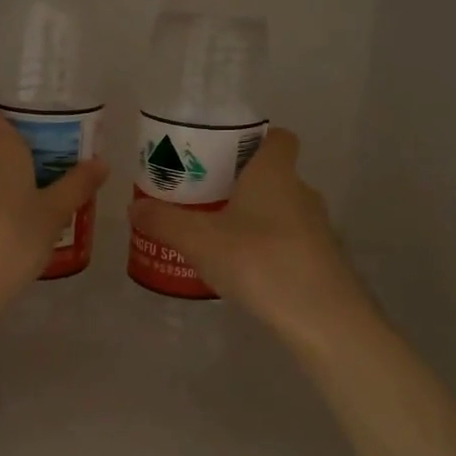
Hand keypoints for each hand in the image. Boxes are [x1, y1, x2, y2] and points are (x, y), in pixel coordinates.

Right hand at [128, 129, 372, 349]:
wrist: (321, 317)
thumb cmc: (259, 260)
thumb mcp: (199, 240)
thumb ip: (165, 222)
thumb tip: (135, 208)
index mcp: (274, 173)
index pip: (278, 137)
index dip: (255, 139)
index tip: (224, 153)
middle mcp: (301, 192)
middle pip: (273, 175)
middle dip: (241, 183)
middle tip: (204, 197)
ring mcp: (316, 228)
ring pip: (280, 210)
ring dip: (253, 218)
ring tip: (216, 236)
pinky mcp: (321, 260)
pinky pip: (288, 240)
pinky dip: (266, 247)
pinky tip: (241, 269)